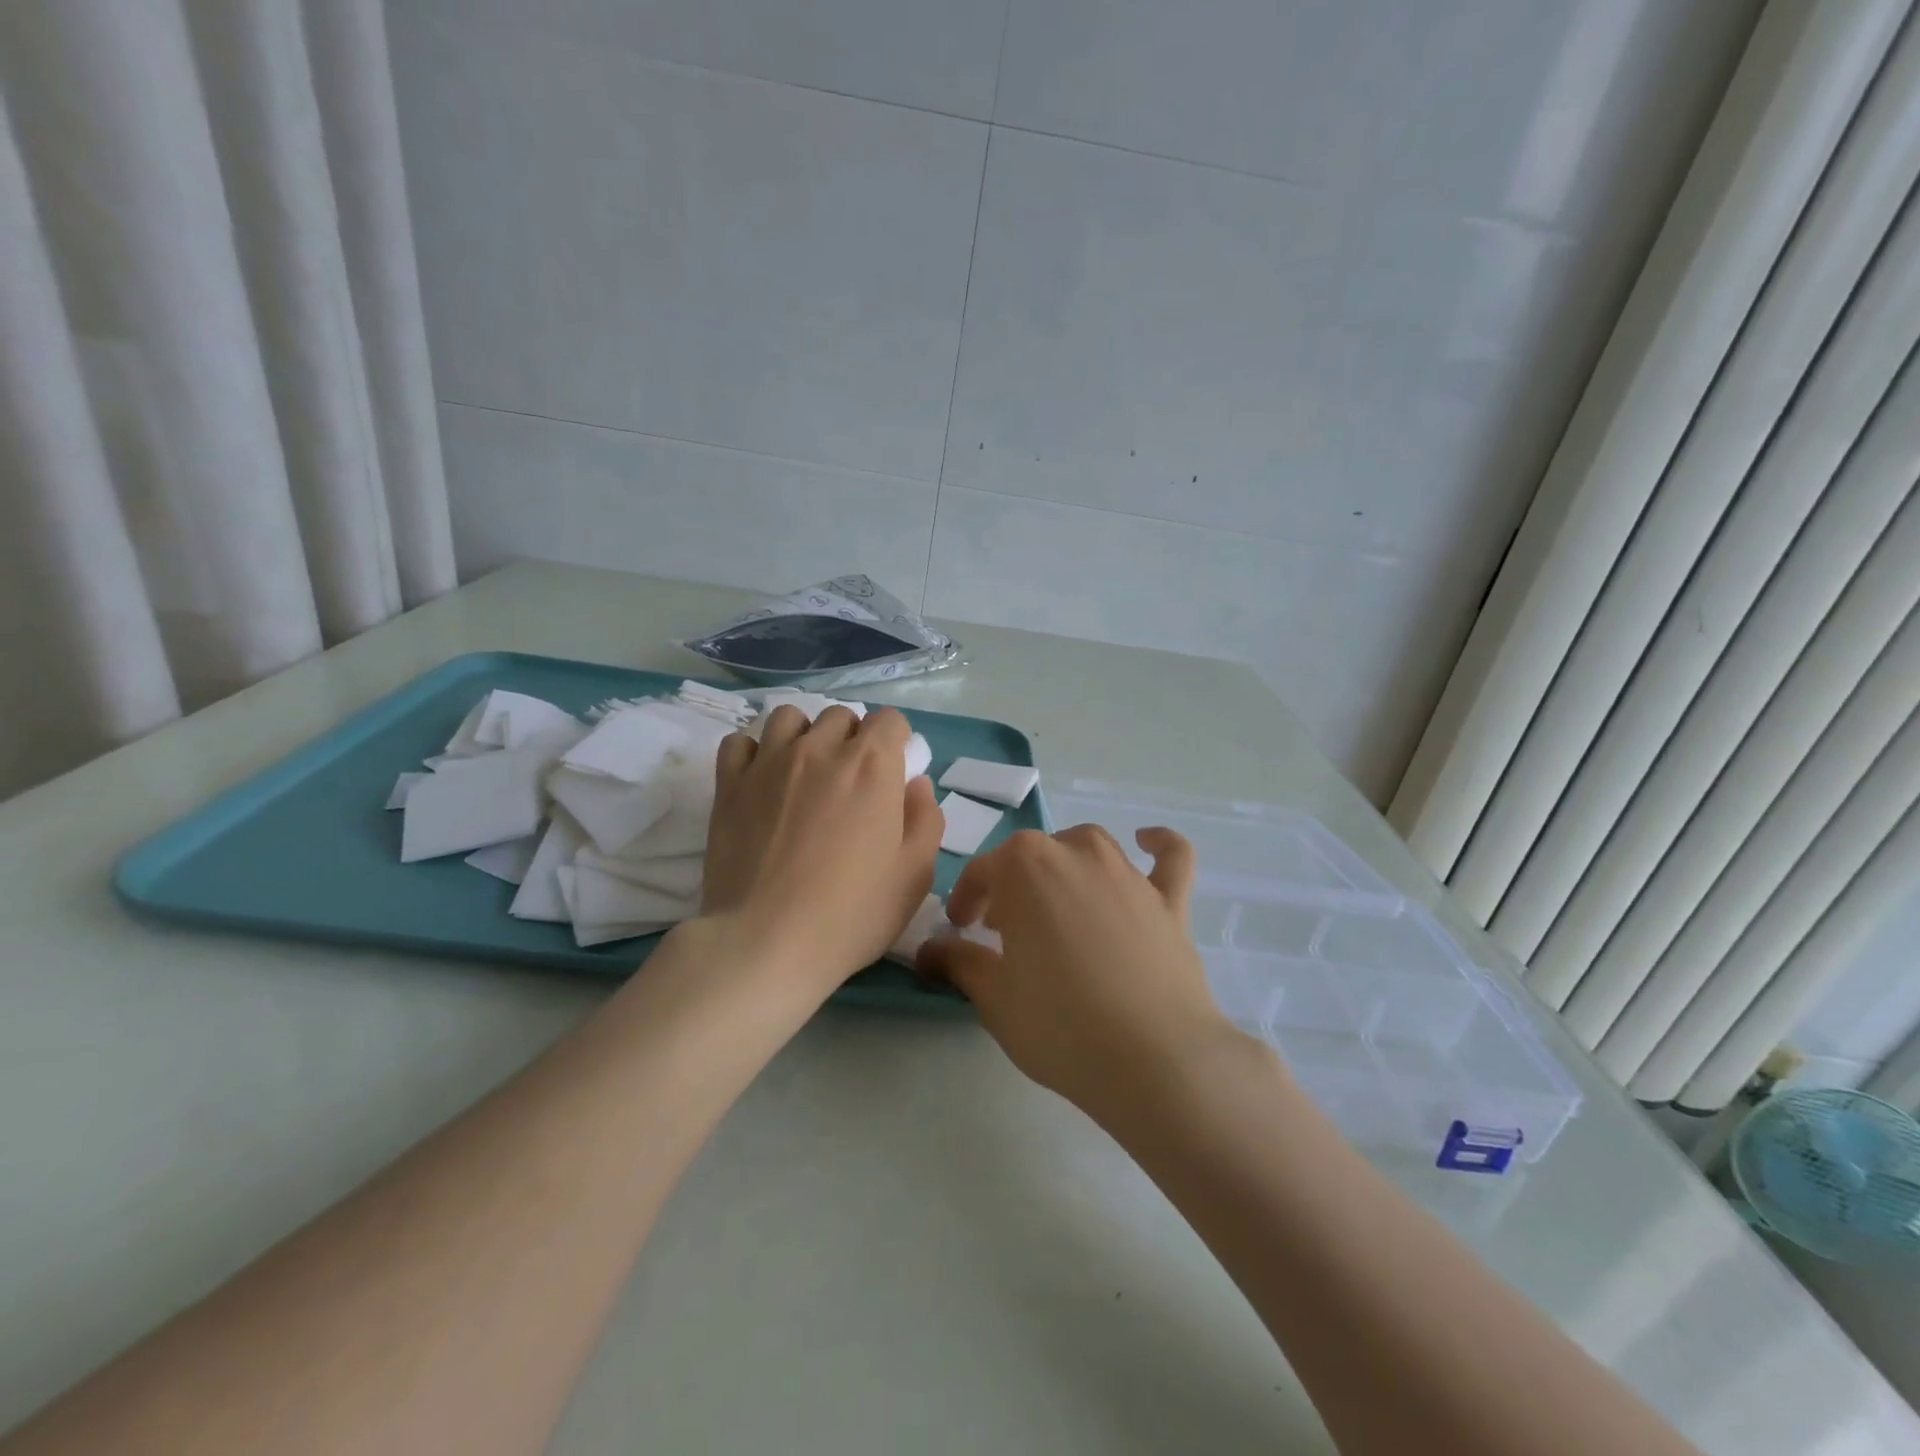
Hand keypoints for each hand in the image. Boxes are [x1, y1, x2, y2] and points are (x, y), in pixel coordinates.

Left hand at [701, 704, 942, 998]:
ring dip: (804, 736)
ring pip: (789, 718)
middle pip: (841, 717)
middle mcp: (821, 749)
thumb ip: (926, 818)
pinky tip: (762, 781)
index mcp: (872, 765)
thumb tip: (915, 784)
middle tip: (851, 783)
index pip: (890, 720)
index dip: (896, 742)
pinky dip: (754, 753)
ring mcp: (770, 762)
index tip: (893, 773)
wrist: (767, 943)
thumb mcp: (915, 874)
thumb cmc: (853, 913)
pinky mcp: (730, 784)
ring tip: (805, 773)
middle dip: (852, 739)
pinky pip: (740, 742)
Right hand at [917, 825, 1242, 1121]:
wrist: (1152, 1058)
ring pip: (1089, 848)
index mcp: (1025, 866)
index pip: (982, 871)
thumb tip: (929, 950)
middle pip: (1033, 856)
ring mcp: (1127, 873)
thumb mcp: (993, 996)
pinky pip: (1170, 857)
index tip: (959, 929)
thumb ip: (959, 962)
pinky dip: (1159, 845)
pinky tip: (1147, 841)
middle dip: (1012, 886)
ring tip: (1057, 904)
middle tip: (1004, 930)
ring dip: (1065, 866)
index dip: (965, 899)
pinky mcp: (1169, 900)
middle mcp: (1076, 853)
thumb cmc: (1058, 1023)